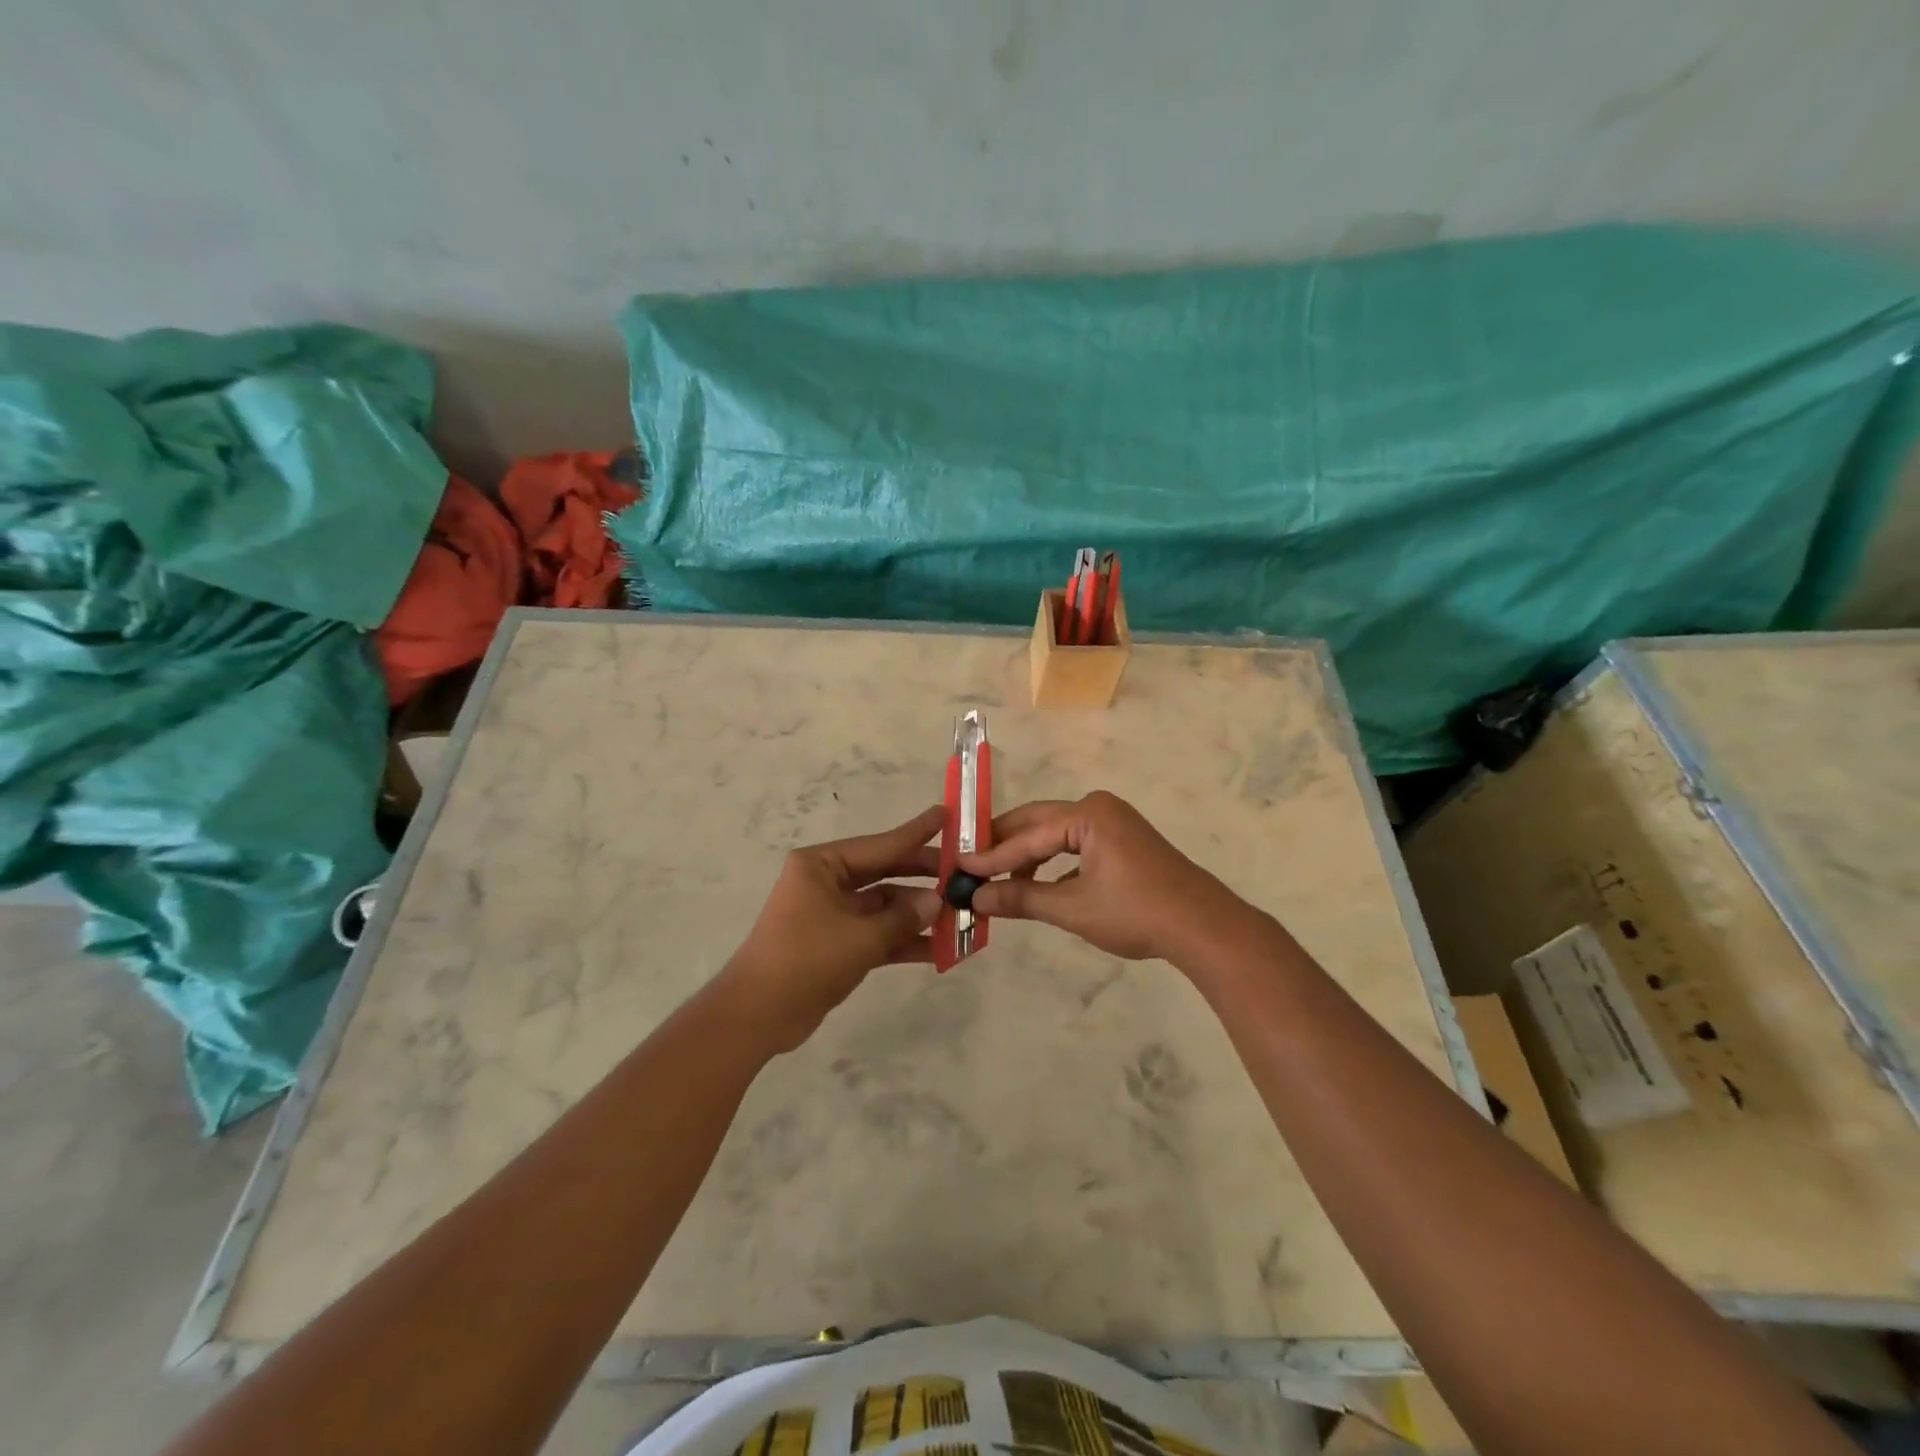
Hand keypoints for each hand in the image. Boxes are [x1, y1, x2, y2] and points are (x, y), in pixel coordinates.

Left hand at [715, 806, 944, 1052]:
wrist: (756, 1016)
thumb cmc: (805, 959)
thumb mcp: (860, 936)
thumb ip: (903, 917)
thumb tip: (937, 901)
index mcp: (822, 865)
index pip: (881, 844)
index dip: (917, 832)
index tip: (947, 815)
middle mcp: (827, 882)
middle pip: (885, 873)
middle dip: (923, 878)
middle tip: (964, 874)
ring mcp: (832, 914)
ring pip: (884, 907)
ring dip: (918, 915)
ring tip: (961, 918)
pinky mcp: (837, 945)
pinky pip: (877, 934)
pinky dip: (904, 941)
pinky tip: (940, 950)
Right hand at [958, 791, 1258, 962]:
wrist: (1202, 926)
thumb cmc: (1135, 912)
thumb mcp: (1072, 908)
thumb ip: (1022, 898)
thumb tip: (976, 897)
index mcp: (1087, 815)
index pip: (1027, 836)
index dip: (991, 856)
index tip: (958, 869)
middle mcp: (1098, 808)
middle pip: (1037, 823)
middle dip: (1003, 846)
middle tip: (968, 864)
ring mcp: (1113, 822)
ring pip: (1055, 834)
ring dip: (1026, 856)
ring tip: (997, 880)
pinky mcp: (1122, 841)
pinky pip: (1074, 844)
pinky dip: (1051, 863)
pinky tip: (1035, 885)